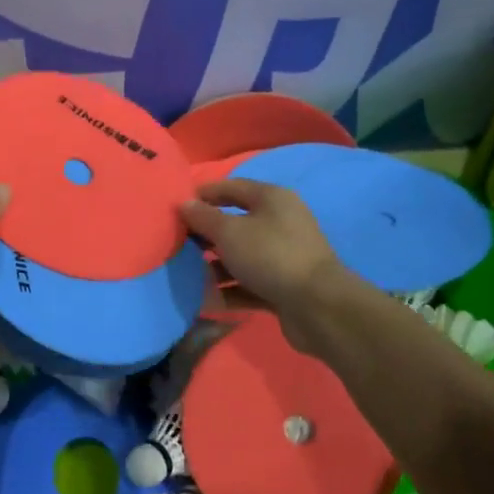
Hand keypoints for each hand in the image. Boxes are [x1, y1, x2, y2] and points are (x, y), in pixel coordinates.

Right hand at [179, 179, 344, 346]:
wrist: (317, 306)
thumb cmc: (270, 256)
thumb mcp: (229, 232)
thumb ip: (203, 217)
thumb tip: (184, 203)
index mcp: (272, 199)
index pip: (231, 187)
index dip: (203, 194)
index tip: (176, 207)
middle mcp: (280, 223)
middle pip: (235, 223)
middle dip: (205, 235)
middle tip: (177, 244)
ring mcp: (283, 257)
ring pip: (240, 257)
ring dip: (214, 266)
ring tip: (185, 275)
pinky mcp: (283, 286)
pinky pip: (248, 284)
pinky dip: (228, 290)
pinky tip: (204, 300)